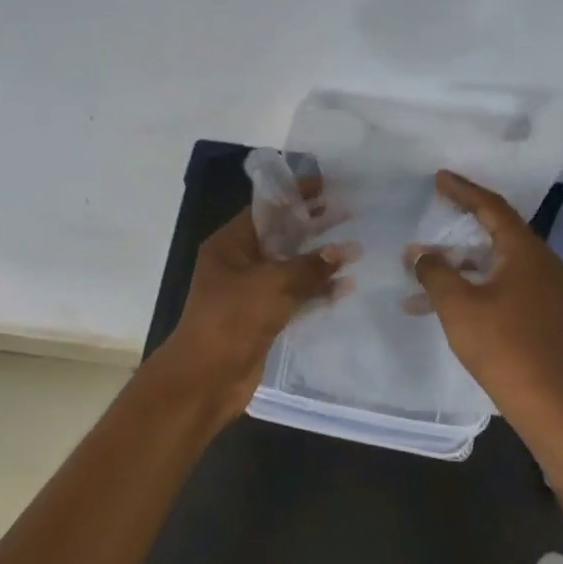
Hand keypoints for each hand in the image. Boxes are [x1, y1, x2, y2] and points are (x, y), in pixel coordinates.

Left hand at [160, 202, 351, 417]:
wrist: (207, 378)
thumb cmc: (233, 319)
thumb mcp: (273, 284)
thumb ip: (310, 266)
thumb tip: (345, 250)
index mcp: (230, 246)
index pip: (266, 210)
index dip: (295, 196)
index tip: (327, 185)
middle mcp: (238, 265)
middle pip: (280, 237)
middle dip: (312, 226)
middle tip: (348, 213)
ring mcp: (250, 294)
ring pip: (290, 268)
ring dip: (319, 261)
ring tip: (355, 248)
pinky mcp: (263, 320)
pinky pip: (294, 298)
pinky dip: (316, 292)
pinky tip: (345, 287)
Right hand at [407, 170, 562, 439]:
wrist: (543, 398)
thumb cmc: (500, 344)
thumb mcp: (457, 304)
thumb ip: (435, 271)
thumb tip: (418, 253)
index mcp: (526, 252)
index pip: (492, 208)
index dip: (463, 191)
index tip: (439, 178)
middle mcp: (541, 262)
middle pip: (498, 230)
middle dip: (462, 222)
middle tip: (436, 209)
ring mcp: (543, 287)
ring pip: (496, 259)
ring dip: (462, 259)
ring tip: (427, 260)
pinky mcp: (539, 309)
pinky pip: (502, 281)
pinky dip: (473, 282)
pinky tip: (442, 298)